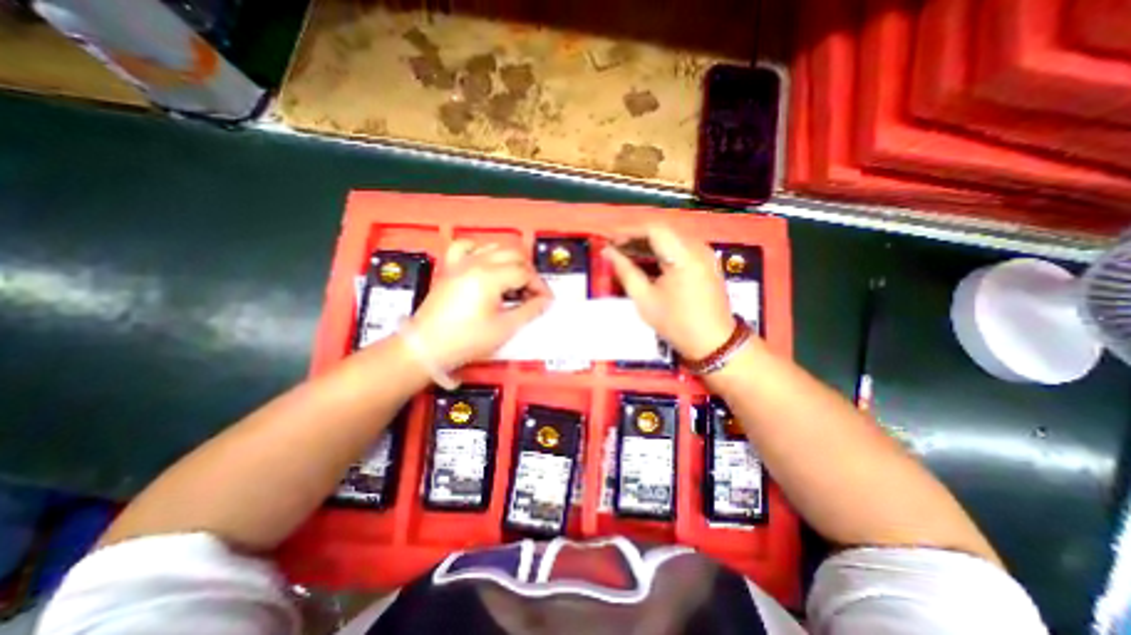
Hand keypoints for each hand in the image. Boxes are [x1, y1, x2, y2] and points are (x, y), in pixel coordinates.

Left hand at [412, 240, 551, 369]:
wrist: (426, 347)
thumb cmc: (465, 340)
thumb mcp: (504, 328)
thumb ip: (529, 310)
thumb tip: (544, 301)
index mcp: (489, 277)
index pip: (524, 273)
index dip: (539, 286)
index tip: (546, 299)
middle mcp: (476, 263)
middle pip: (513, 255)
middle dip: (529, 272)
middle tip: (533, 292)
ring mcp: (461, 263)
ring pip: (494, 247)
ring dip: (511, 261)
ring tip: (516, 281)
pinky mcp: (450, 268)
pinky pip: (467, 247)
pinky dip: (481, 250)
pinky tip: (487, 262)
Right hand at [600, 227, 733, 358]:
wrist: (713, 342)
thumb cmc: (676, 322)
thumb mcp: (645, 298)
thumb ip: (625, 271)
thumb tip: (607, 252)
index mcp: (682, 255)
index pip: (653, 229)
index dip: (628, 232)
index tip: (610, 242)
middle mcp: (696, 247)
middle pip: (662, 232)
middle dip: (636, 238)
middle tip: (615, 249)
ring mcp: (704, 253)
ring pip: (670, 239)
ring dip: (647, 245)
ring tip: (626, 255)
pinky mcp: (706, 262)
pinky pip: (679, 248)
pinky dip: (661, 252)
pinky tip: (646, 262)